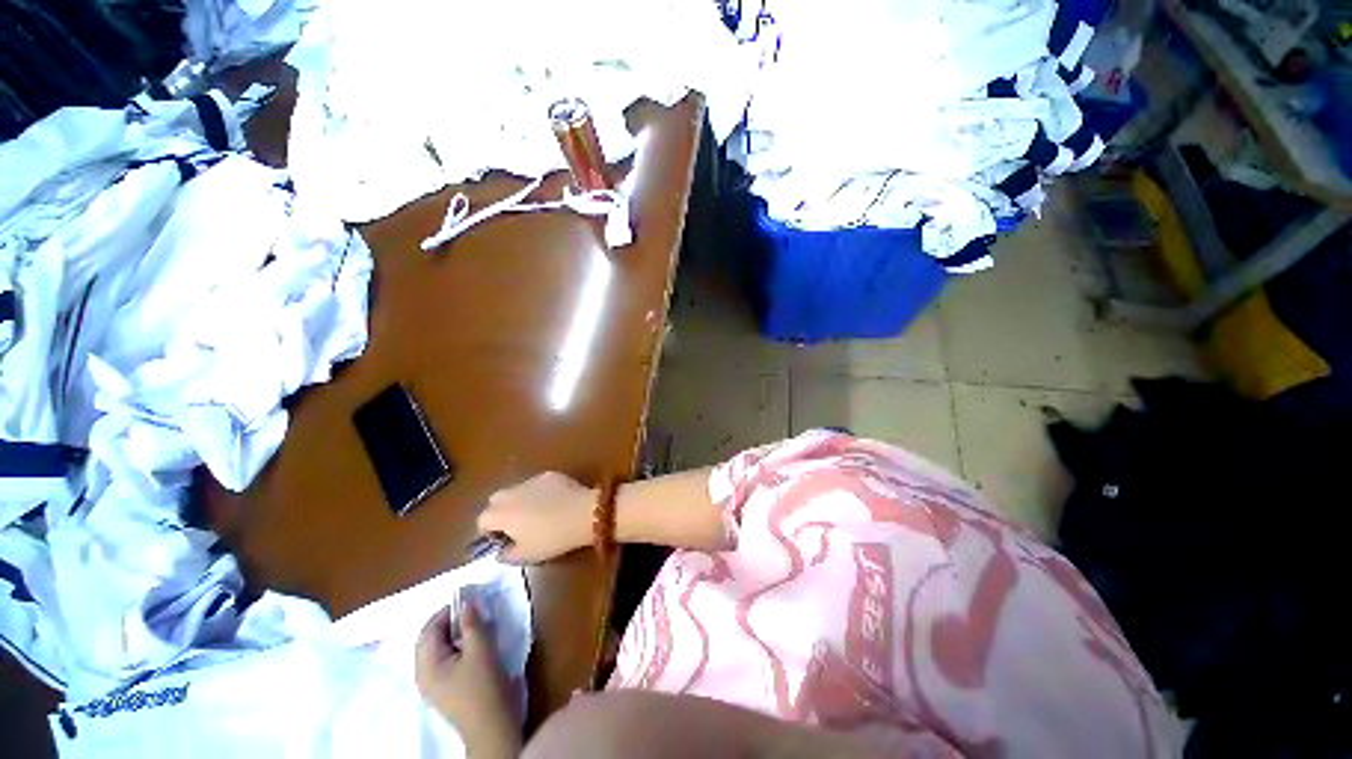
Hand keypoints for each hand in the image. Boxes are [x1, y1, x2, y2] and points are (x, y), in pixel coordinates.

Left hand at [415, 602, 519, 757]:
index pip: (429, 629)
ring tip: (478, 625)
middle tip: (474, 611)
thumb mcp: (481, 649)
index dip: (448, 611)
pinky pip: (447, 659)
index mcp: (427, 666)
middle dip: (450, 622)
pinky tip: (476, 644)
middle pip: (431, 639)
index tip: (470, 600)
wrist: (492, 726)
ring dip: (456, 634)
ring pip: (440, 649)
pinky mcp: (447, 689)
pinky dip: (458, 646)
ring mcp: (434, 684)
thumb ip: (472, 623)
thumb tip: (467, 602)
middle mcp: (424, 674)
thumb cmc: (484, 686)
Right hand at [477, 472, 596, 563]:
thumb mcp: (526, 556)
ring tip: (537, 514)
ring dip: (520, 500)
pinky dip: (540, 492)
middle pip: (496, 500)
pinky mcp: (550, 475)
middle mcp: (512, 493)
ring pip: (517, 489)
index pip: (482, 520)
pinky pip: (538, 484)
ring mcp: (532, 480)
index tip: (503, 541)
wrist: (583, 514)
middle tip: (516, 526)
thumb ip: (507, 555)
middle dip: (501, 511)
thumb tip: (500, 552)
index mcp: (501, 513)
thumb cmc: (552, 538)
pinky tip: (555, 502)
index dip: (489, 532)